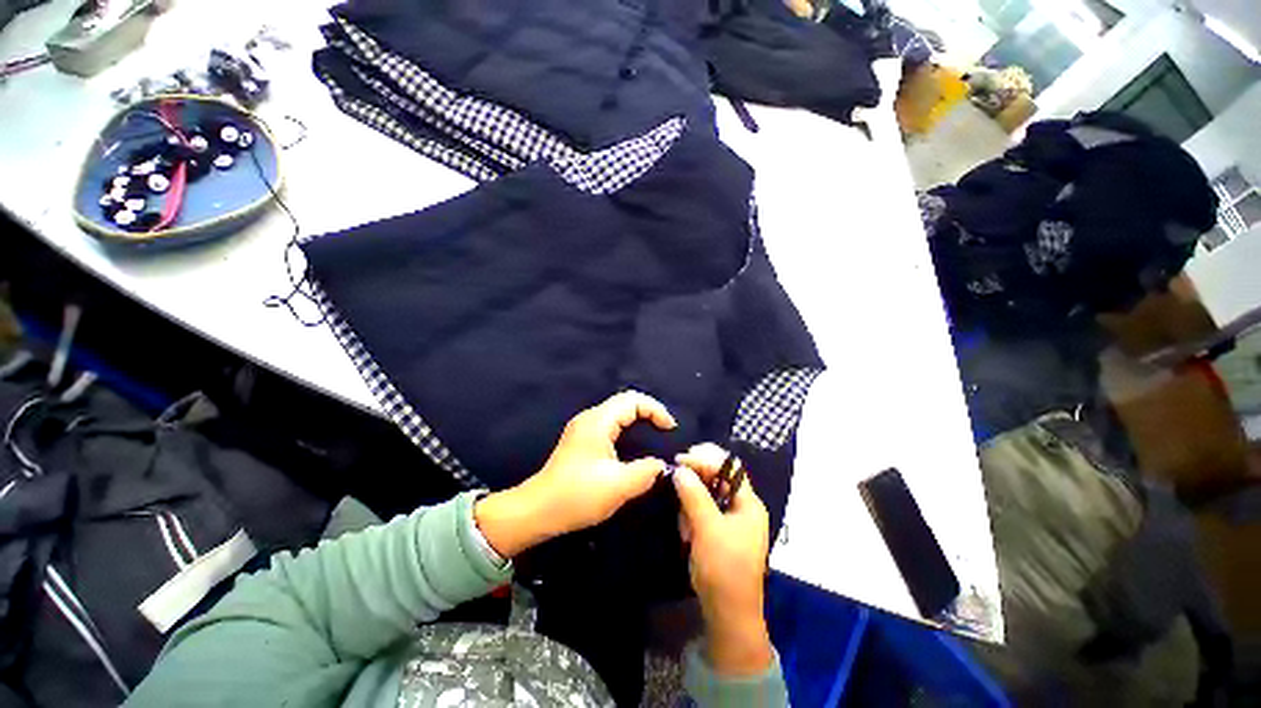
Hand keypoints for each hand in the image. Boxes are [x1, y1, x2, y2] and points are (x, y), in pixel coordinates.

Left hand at [474, 391, 676, 557]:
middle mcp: (590, 418)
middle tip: (665, 431)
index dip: (655, 409)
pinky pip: (610, 424)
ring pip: (617, 413)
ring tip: (654, 435)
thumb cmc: (578, 495)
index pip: (632, 400)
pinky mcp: (580, 440)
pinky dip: (627, 428)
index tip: (670, 429)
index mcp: (598, 421)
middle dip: (648, 412)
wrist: (537, 510)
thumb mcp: (619, 486)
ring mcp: (583, 428)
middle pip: (625, 402)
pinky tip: (633, 445)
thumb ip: (647, 471)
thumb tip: (661, 464)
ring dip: (638, 419)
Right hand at [674, 443, 773, 676]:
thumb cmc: (723, 568)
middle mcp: (742, 507)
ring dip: (692, 497)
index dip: (705, 459)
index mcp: (748, 503)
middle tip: (676, 473)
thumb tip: (680, 469)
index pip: (729, 467)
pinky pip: (702, 510)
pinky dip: (692, 514)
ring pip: (707, 492)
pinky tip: (686, 530)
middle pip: (718, 476)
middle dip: (697, 474)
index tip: (680, 460)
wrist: (727, 613)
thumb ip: (694, 495)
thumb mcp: (708, 529)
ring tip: (684, 518)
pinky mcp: (718, 530)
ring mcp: (730, 519)